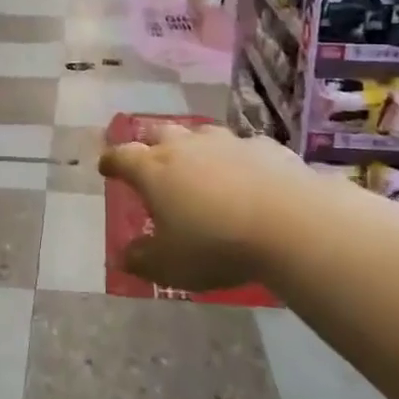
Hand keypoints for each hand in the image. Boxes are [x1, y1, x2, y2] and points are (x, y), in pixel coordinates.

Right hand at [98, 123, 326, 292]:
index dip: (111, 162)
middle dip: (150, 144)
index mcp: (154, 170)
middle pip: (159, 133)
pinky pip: (243, 147)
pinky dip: (237, 158)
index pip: (122, 157)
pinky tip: (247, 175)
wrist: (291, 223)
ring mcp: (227, 143)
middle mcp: (185, 147)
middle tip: (150, 160)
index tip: (106, 167)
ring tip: (198, 164)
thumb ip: (143, 260)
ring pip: (201, 134)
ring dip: (194, 146)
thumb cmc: (216, 244)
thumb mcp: (170, 265)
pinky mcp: (265, 147)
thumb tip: (125, 256)